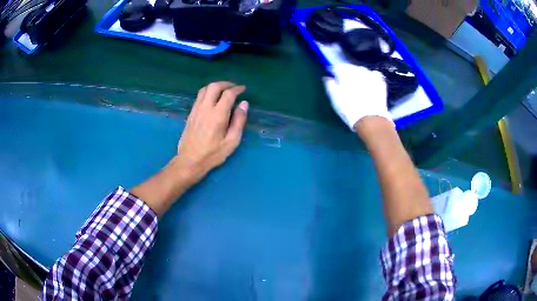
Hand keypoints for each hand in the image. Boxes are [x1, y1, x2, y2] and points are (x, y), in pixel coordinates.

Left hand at [132, 82, 247, 215]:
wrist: (190, 161)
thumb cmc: (213, 154)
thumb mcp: (232, 141)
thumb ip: (239, 121)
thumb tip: (244, 104)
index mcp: (218, 115)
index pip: (228, 94)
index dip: (237, 89)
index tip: (243, 89)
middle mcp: (205, 108)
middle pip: (214, 86)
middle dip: (226, 84)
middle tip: (234, 88)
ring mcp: (196, 110)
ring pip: (205, 89)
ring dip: (215, 86)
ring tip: (223, 91)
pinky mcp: (191, 113)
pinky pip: (199, 96)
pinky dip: (208, 92)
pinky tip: (212, 99)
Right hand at [323, 63, 390, 130]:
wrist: (370, 119)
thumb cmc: (349, 108)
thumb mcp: (334, 98)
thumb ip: (329, 85)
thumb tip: (327, 78)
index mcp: (345, 71)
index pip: (337, 67)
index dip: (335, 73)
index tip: (334, 80)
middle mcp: (358, 69)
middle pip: (350, 68)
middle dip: (348, 74)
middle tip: (346, 86)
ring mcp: (371, 74)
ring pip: (362, 71)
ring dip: (359, 76)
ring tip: (358, 87)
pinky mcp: (380, 82)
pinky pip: (374, 76)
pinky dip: (371, 79)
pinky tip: (370, 86)